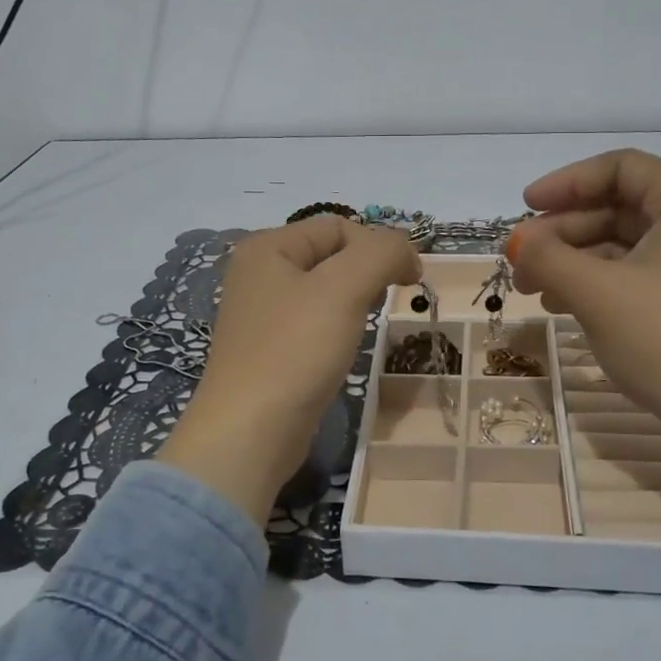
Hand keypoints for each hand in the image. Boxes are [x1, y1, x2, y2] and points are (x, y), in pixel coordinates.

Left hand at [158, 217, 420, 524]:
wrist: (250, 433)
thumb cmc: (295, 350)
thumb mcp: (344, 288)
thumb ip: (381, 253)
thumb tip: (405, 251)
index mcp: (267, 247)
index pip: (338, 227)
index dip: (379, 246)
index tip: (410, 280)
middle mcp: (258, 273)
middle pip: (331, 255)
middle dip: (367, 272)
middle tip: (389, 302)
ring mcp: (260, 314)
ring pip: (324, 291)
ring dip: (354, 301)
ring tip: (366, 325)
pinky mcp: (268, 350)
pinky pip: (312, 323)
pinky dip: (336, 328)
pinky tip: (343, 349)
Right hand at [509, 149, 660, 526]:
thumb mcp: (598, 292)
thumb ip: (548, 258)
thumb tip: (517, 242)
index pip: (620, 168)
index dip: (567, 181)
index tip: (525, 207)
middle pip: (617, 208)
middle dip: (561, 232)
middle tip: (519, 262)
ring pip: (620, 248)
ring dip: (572, 261)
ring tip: (533, 290)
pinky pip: (632, 279)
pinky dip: (594, 286)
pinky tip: (563, 308)